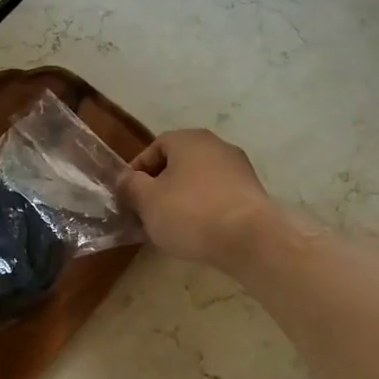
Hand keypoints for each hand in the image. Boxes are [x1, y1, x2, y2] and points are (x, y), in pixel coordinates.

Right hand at [118, 129, 277, 270]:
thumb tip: (125, 180)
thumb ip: (130, 186)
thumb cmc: (191, 213)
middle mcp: (216, 145)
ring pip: (198, 181)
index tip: (128, 197)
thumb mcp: (147, 200)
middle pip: (177, 164)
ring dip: (182, 199)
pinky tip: (199, 231)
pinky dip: (204, 209)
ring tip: (171, 226)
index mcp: (189, 139)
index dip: (136, 172)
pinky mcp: (252, 193)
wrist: (250, 239)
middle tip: (147, 212)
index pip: (153, 148)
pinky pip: (218, 196)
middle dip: (159, 187)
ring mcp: (239, 168)